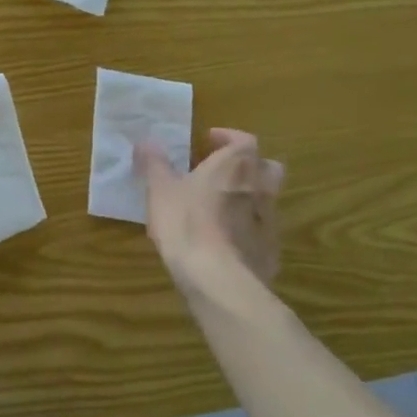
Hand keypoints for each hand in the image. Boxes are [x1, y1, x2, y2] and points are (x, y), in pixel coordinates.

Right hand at [135, 129, 284, 301]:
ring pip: (267, 199)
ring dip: (249, 197)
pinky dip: (248, 229)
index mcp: (235, 166)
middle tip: (223, 171)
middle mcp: (259, 188)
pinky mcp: (270, 251)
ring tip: (221, 207)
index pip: (244, 140)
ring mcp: (269, 221)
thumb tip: (146, 140)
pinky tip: (227, 240)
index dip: (228, 137)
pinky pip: (262, 231)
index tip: (210, 140)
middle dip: (249, 165)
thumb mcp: (160, 190)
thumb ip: (154, 163)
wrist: (219, 279)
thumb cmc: (186, 223)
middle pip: (267, 167)